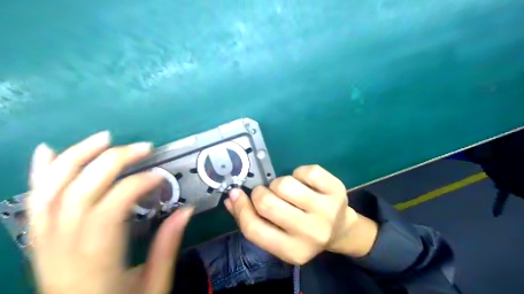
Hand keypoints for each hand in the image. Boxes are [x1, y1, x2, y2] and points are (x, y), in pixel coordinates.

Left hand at [28, 132, 193, 293]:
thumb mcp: (153, 285)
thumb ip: (167, 245)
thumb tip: (187, 210)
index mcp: (97, 261)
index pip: (111, 208)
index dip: (137, 185)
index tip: (160, 177)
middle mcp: (65, 249)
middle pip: (80, 191)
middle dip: (113, 161)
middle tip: (143, 147)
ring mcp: (45, 244)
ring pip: (52, 191)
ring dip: (77, 157)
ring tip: (104, 138)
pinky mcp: (39, 242)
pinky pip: (34, 203)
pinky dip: (41, 173)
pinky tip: (49, 151)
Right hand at [224, 165, 375, 263]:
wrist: (340, 230)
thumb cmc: (303, 233)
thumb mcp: (279, 237)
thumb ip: (252, 221)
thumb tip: (231, 198)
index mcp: (293, 251)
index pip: (254, 229)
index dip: (240, 208)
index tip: (236, 193)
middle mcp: (311, 233)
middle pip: (267, 203)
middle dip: (261, 193)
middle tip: (268, 194)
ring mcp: (326, 210)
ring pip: (285, 184)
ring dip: (279, 183)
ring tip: (287, 191)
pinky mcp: (336, 190)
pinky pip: (307, 171)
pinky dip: (299, 173)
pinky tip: (304, 182)